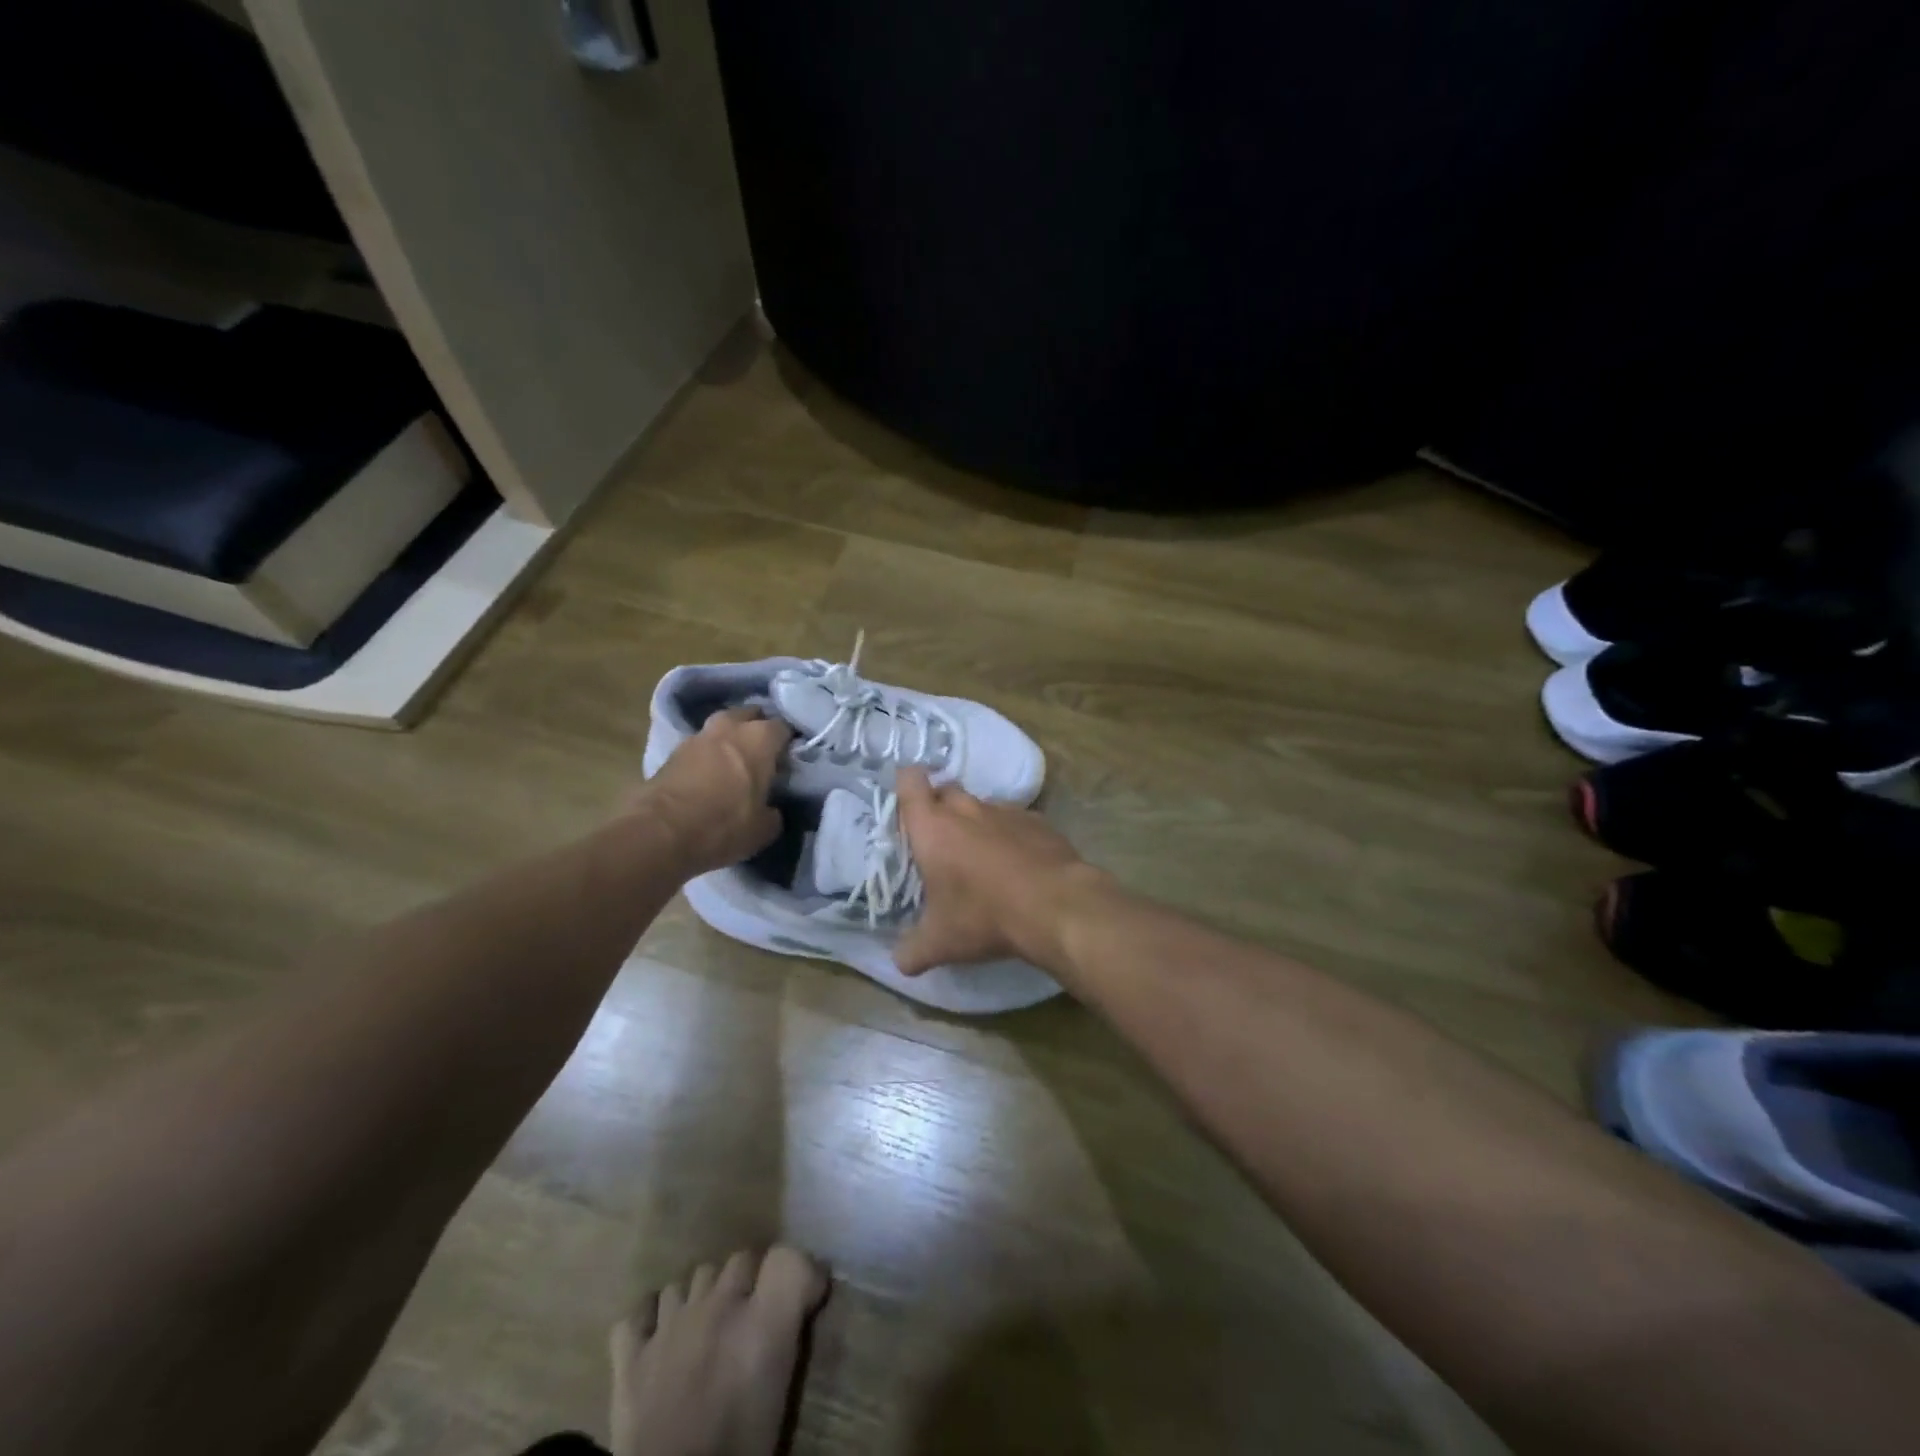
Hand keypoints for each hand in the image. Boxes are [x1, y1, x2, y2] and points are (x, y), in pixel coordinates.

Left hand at [640, 708, 791, 876]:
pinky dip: (708, 755)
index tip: (791, 760)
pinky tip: (711, 774)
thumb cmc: (723, 825)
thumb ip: (774, 812)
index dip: (790, 743)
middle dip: (758, 728)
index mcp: (760, 738)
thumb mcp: (763, 829)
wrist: (659, 833)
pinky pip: (700, 746)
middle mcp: (730, 727)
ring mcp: (697, 736)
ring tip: (736, 762)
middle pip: (750, 715)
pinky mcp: (672, 751)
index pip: (784, 728)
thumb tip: (771, 808)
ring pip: (722, 728)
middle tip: (764, 754)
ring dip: (730, 739)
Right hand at [892, 768, 1110, 975]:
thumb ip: (912, 951)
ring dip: (976, 823)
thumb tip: (899, 962)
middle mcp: (967, 809)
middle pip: (946, 790)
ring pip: (982, 806)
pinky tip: (1017, 863)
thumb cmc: (985, 916)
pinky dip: (1010, 835)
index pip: (911, 782)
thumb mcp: (940, 943)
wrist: (1057, 906)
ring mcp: (1006, 812)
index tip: (906, 799)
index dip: (906, 784)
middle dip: (939, 806)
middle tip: (938, 838)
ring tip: (979, 855)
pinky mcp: (1039, 821)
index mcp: (933, 827)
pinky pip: (1015, 821)